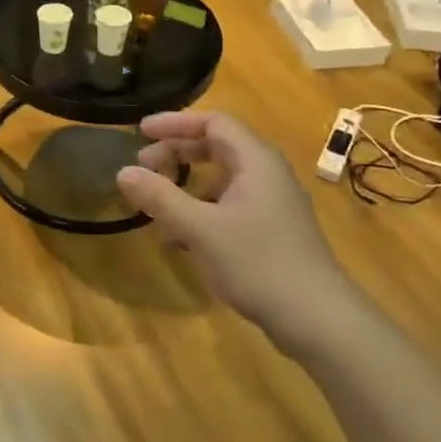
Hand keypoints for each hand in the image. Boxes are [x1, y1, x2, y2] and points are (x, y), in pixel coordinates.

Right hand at [114, 111, 354, 336]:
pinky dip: (202, 211)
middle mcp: (268, 174)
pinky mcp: (273, 232)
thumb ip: (160, 197)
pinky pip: (230, 206)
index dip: (175, 123)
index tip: (141, 132)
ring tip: (157, 205)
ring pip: (222, 179)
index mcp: (256, 161)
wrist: (317, 319)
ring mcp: (273, 204)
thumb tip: (123, 171)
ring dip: (187, 185)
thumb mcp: (200, 229)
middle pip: (218, 147)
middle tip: (143, 166)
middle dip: (177, 153)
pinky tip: (182, 239)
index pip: (213, 122)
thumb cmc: (258, 263)